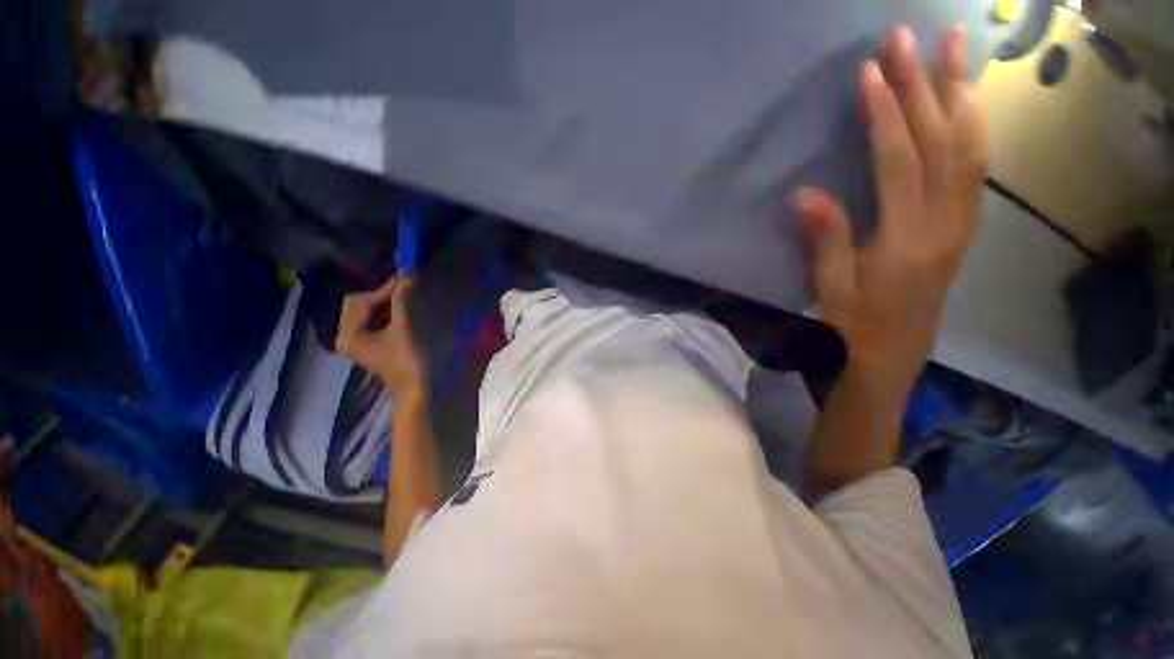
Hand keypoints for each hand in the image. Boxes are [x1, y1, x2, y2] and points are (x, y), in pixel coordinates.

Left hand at [337, 276, 426, 399]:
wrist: (412, 388)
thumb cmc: (407, 360)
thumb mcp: (404, 328)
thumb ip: (401, 301)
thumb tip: (406, 276)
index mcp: (348, 334)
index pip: (360, 301)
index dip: (382, 289)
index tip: (405, 279)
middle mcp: (345, 335)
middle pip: (358, 304)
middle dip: (381, 295)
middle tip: (405, 288)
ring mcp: (355, 340)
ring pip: (365, 311)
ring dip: (384, 302)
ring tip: (405, 296)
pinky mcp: (366, 343)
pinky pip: (371, 320)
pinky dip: (385, 311)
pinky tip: (400, 308)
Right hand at [798, 25, 986, 383]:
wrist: (892, 354)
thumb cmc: (854, 325)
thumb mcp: (831, 289)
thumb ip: (826, 239)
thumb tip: (804, 194)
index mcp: (908, 240)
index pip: (901, 163)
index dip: (886, 116)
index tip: (871, 72)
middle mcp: (946, 223)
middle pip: (943, 142)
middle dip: (925, 85)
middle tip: (910, 37)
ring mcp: (962, 222)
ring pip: (971, 147)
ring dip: (962, 93)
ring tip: (955, 47)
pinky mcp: (964, 225)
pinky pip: (977, 166)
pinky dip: (974, 125)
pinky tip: (968, 100)